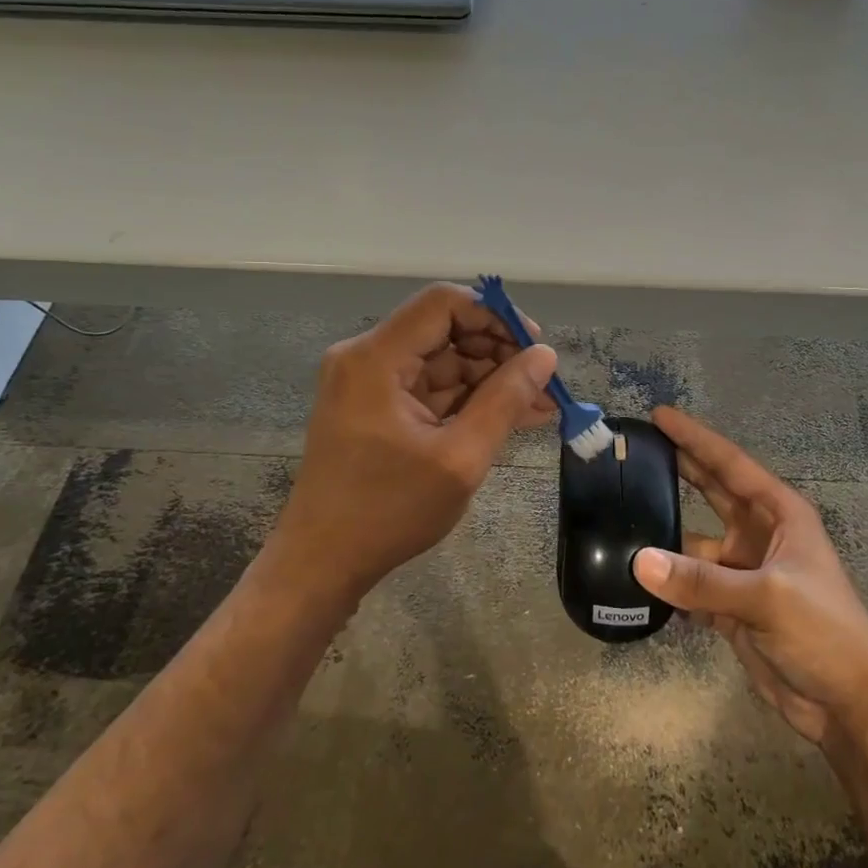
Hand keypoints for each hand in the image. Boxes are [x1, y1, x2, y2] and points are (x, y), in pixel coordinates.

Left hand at [258, 283, 557, 612]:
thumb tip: (545, 356)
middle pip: (444, 330)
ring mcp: (368, 382)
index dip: (495, 316)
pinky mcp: (375, 406)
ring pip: (442, 361)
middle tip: (543, 385)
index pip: (444, 303)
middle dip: (498, 353)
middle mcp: (366, 357)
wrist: (322, 563)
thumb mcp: (460, 458)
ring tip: (540, 405)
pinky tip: (510, 416)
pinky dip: (468, 400)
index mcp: (376, 358)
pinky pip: (430, 388)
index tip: (535, 347)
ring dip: (490, 380)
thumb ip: (506, 401)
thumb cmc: (388, 511)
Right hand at [631, 407, 867, 749]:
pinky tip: (633, 577)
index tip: (658, 415)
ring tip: (617, 518)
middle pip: (711, 492)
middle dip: (678, 470)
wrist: (848, 704)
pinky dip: (666, 583)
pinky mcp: (730, 608)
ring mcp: (743, 572)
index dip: (695, 439)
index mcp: (780, 514)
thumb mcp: (768, 597)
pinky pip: (690, 585)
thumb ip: (702, 581)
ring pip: (694, 544)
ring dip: (663, 537)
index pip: (730, 465)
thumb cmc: (824, 632)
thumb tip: (639, 561)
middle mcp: (759, 534)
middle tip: (635, 451)